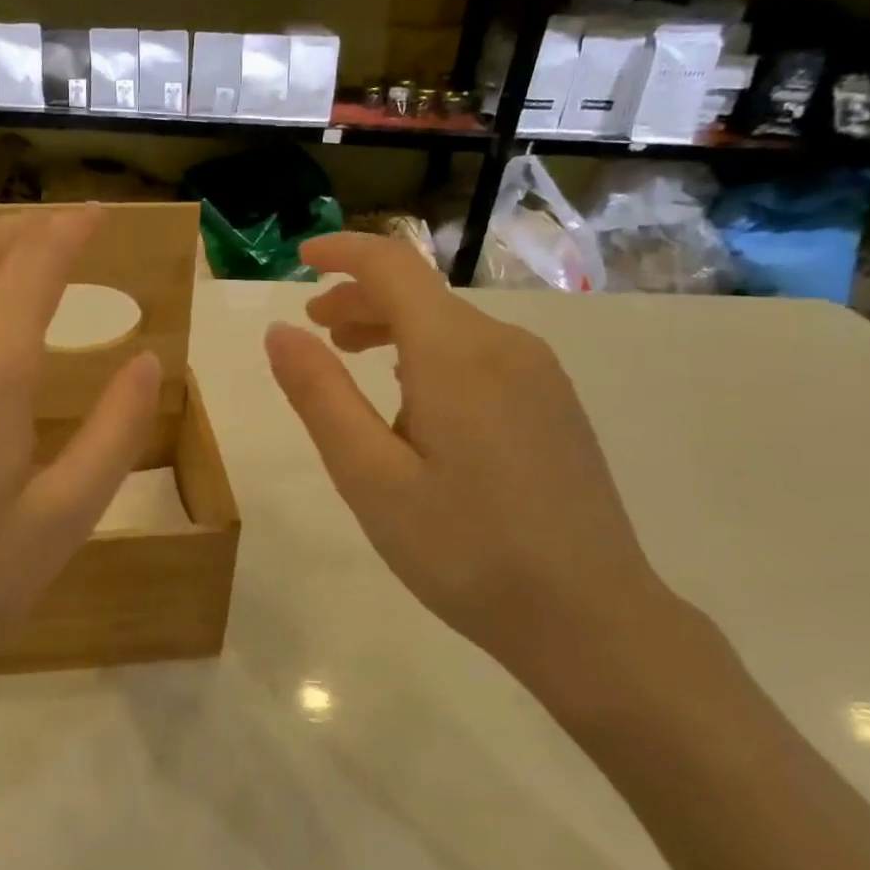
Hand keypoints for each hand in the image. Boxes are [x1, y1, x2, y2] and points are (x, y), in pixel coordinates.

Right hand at [264, 232, 690, 701]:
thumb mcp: (369, 476)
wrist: (591, 618)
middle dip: (358, 299)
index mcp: (455, 352)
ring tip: (353, 362)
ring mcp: (538, 374)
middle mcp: (504, 344)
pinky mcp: (554, 404)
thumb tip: (278, 332)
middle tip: (313, 333)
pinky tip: (414, 404)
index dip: (340, 252)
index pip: (392, 265)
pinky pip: (479, 356)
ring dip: (392, 330)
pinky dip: (430, 357)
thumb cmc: (464, 549)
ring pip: (450, 326)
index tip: (298, 258)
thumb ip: (320, 396)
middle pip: (421, 294)